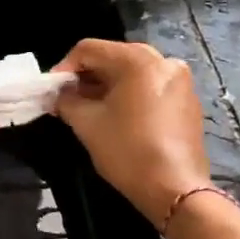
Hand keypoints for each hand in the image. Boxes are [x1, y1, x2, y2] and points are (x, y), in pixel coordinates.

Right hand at [53, 39, 210, 223]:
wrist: (174, 188)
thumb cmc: (127, 151)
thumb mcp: (86, 124)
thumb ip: (66, 101)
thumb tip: (58, 95)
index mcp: (138, 61)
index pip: (89, 49)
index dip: (64, 68)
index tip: (51, 91)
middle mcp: (163, 61)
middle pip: (113, 57)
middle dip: (86, 77)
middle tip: (67, 99)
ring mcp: (180, 80)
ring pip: (132, 72)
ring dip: (106, 86)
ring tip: (89, 109)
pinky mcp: (187, 100)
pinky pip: (150, 86)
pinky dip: (129, 95)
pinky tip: (117, 117)